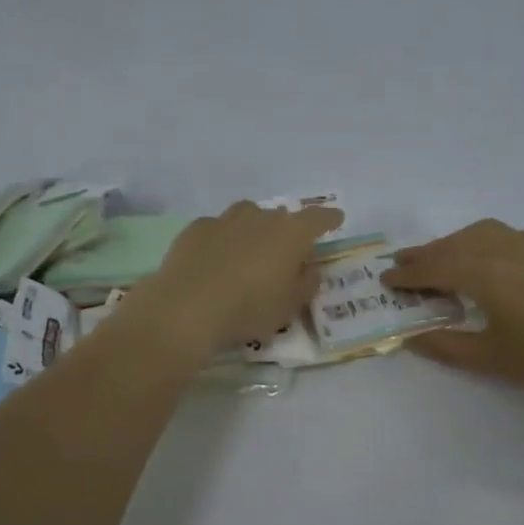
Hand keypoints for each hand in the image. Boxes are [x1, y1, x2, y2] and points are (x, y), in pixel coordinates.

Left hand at [141, 201, 342, 353]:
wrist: (187, 308)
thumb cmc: (249, 309)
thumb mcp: (289, 306)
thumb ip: (306, 283)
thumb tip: (310, 268)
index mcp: (291, 233)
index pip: (318, 218)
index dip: (329, 218)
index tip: (336, 219)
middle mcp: (260, 217)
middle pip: (280, 217)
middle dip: (286, 231)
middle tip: (285, 254)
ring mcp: (225, 220)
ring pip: (247, 216)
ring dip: (254, 229)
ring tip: (250, 252)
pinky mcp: (196, 229)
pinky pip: (218, 228)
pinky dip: (223, 239)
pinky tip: (216, 259)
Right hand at [383, 220, 523, 398]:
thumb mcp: (488, 358)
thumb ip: (444, 345)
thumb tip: (411, 338)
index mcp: (483, 273)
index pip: (434, 267)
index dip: (407, 275)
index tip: (386, 280)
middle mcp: (502, 248)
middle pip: (453, 245)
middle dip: (425, 254)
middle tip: (402, 264)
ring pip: (478, 233)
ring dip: (452, 244)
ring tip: (439, 259)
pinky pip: (502, 234)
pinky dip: (480, 240)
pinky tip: (482, 257)